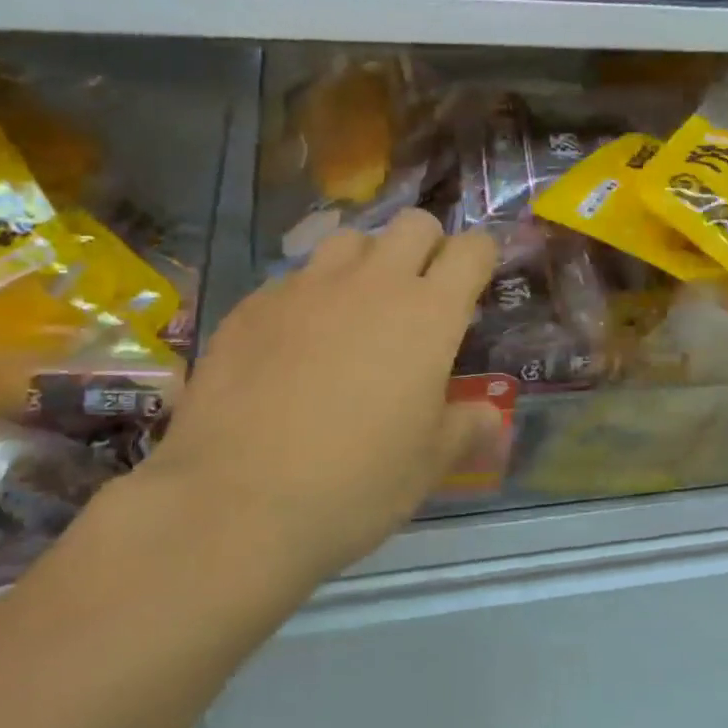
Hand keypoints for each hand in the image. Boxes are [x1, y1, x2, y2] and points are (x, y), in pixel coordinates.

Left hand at [126, 211, 502, 589]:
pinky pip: (293, 279)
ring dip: (366, 262)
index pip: (471, 250)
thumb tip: (491, 419)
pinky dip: (308, 297)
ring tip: (356, 308)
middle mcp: (371, 284)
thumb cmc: (355, 484)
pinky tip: (292, 343)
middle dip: (427, 246)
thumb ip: (466, 428)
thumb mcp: (427, 465)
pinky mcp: (252, 305)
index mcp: (427, 315)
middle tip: (420, 294)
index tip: (476, 282)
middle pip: (413, 225)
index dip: (481, 258)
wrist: (236, 502)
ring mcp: (305, 288)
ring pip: (348, 240)